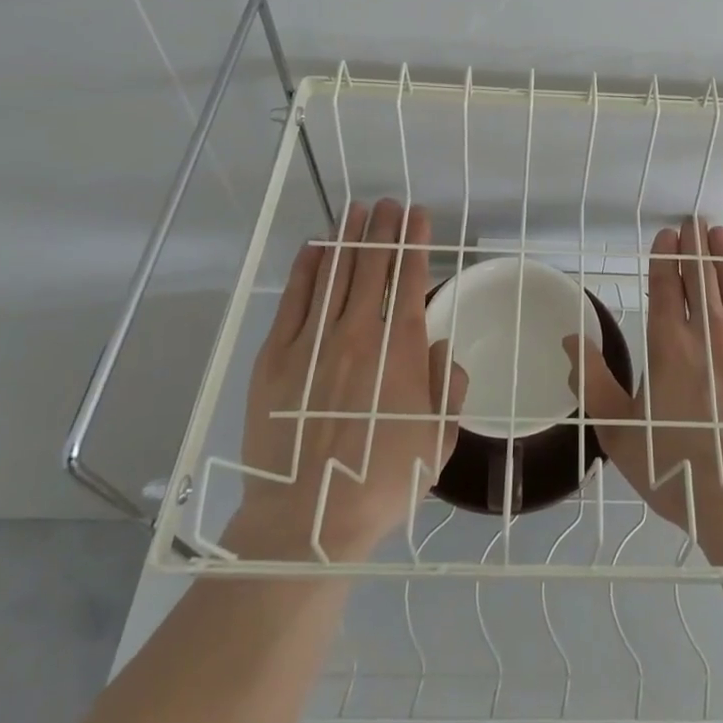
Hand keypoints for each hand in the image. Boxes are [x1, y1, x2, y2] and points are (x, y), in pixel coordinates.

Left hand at [226, 199, 466, 561]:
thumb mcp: (438, 442)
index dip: (415, 242)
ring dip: (348, 238)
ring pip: (334, 273)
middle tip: (389, 203)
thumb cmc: (381, 482)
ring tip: (356, 210)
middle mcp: (358, 333)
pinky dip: (306, 269)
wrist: (307, 519)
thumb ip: (447, 389)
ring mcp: (313, 342)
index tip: (418, 215)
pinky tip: (314, 248)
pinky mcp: (275, 357)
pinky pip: (293, 300)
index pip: (410, 278)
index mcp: (400, 350)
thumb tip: (441, 352)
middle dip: (383, 229)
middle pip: (372, 266)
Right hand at [567, 216, 722, 566]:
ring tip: (720, 233)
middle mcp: (711, 333)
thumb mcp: (619, 433)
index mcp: (669, 346)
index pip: (667, 286)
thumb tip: (570, 339)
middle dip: (696, 245)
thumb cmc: (677, 469)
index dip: (666, 257)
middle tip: (694, 221)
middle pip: (702, 276)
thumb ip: (592, 382)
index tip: (667, 236)